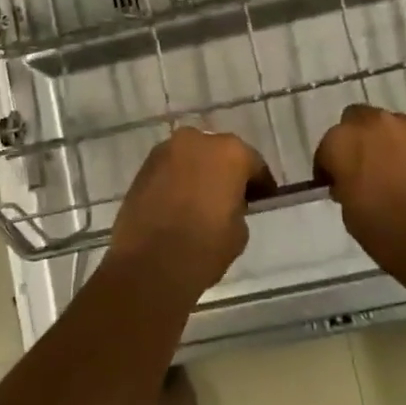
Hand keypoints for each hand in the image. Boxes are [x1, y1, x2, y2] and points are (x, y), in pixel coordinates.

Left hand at [107, 127, 271, 302]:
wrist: (150, 263)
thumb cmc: (205, 246)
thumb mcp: (239, 231)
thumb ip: (237, 207)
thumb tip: (227, 203)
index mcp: (230, 152)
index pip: (253, 163)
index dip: (260, 183)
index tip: (263, 199)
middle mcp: (197, 141)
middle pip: (219, 153)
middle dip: (225, 171)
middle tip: (230, 196)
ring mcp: (165, 150)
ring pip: (190, 157)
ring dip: (198, 173)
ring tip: (200, 200)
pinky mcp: (143, 167)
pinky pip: (169, 169)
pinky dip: (176, 181)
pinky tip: (178, 203)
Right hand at [314, 105, 405, 283]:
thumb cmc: (389, 236)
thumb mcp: (350, 215)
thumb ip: (345, 185)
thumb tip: (351, 180)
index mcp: (345, 142)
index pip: (327, 146)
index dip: (330, 167)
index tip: (336, 184)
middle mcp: (376, 124)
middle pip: (358, 120)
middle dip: (358, 140)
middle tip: (366, 169)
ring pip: (393, 126)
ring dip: (390, 143)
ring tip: (400, 173)